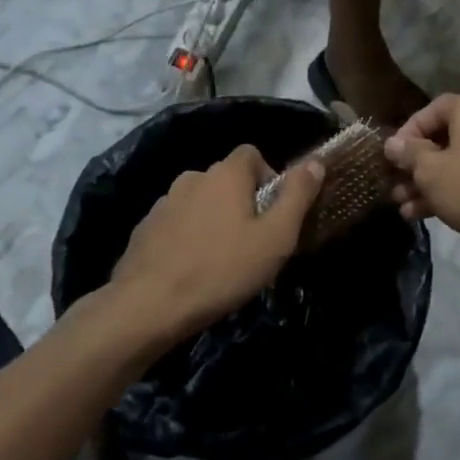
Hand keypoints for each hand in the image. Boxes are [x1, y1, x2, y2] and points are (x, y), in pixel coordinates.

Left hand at [108, 145, 324, 348]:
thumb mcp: (275, 237)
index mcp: (225, 174)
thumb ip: (297, 196)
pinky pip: (176, 223)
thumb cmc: (222, 269)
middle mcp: (192, 177)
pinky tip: (191, 268)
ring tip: (220, 259)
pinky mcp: (145, 229)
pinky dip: (187, 237)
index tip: (273, 212)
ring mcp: (164, 202)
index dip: (268, 176)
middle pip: (226, 179)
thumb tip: (315, 161)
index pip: (251, 153)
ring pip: (200, 202)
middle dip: (241, 202)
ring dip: (213, 220)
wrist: (148, 305)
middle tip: (252, 242)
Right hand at [383, 94, 459, 251]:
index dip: (406, 134)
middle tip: (396, 190)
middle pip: (445, 139)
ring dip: (432, 183)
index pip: (430, 111)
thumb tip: (393, 144)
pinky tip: (431, 214)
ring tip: (407, 209)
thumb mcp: (431, 172)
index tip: (392, 159)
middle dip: (417, 167)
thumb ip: (409, 155)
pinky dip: (457, 188)